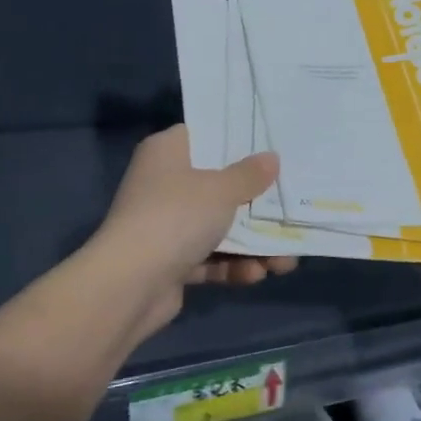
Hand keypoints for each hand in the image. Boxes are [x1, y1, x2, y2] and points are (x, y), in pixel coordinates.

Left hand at [94, 125, 297, 292]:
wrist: (129, 285)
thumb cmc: (176, 217)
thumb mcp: (221, 189)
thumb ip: (250, 174)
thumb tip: (271, 159)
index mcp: (167, 152)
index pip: (207, 134)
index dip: (240, 140)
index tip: (274, 147)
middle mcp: (164, 183)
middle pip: (218, 185)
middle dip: (257, 203)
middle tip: (291, 208)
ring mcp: (165, 224)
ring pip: (219, 226)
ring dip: (253, 244)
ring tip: (285, 261)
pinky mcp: (170, 261)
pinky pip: (210, 257)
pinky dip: (233, 265)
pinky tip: (258, 275)